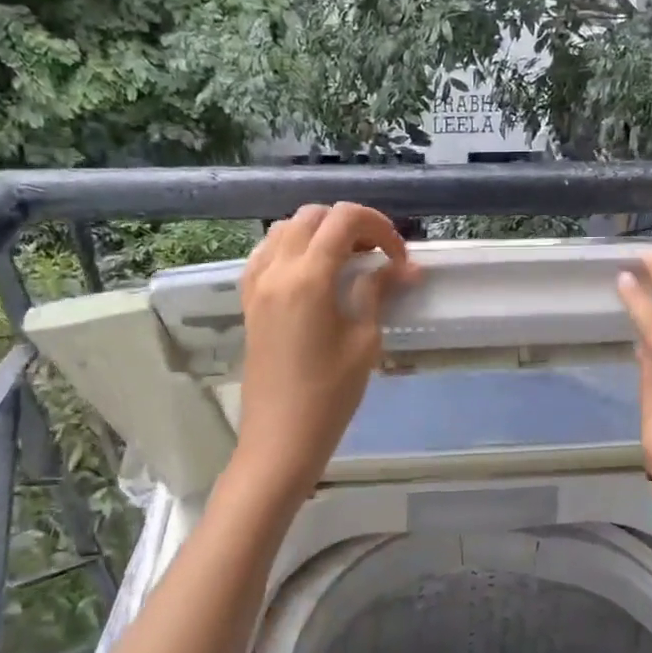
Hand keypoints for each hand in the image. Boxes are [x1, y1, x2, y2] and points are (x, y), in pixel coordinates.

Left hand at [229, 203, 419, 498]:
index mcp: (308, 277)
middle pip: (313, 216)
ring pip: (286, 229)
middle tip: (377, 256)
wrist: (281, 436)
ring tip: (348, 262)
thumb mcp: (364, 341)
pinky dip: (294, 249)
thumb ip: (377, 292)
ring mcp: (257, 284)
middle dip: (350, 225)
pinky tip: (314, 274)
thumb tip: (402, 268)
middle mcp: (276, 269)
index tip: (398, 258)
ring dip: (320, 233)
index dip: (379, 227)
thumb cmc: (330, 394)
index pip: (344, 220)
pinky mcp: (249, 301)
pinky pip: (267, 253)